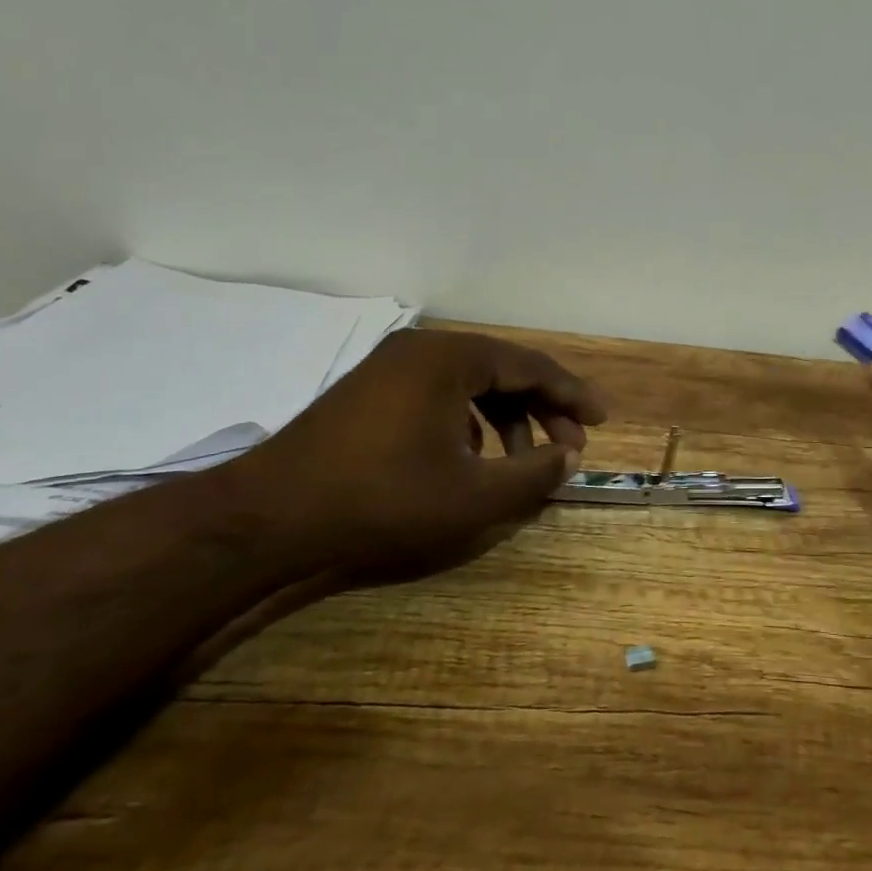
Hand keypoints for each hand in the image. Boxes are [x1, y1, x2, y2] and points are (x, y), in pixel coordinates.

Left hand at [218, 328, 607, 578]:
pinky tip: (472, 461)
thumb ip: (535, 473)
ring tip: (523, 463)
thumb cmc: (383, 501)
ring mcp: (390, 370)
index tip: (603, 420)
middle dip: (543, 410)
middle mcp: (422, 350)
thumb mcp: (475, 496)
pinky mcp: (370, 394)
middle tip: (570, 446)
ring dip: (508, 421)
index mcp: (451, 359)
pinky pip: (440, 397)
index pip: (531, 366)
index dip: (573, 394)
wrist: (268, 520)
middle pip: (503, 372)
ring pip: (471, 386)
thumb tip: (570, 457)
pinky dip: (470, 424)